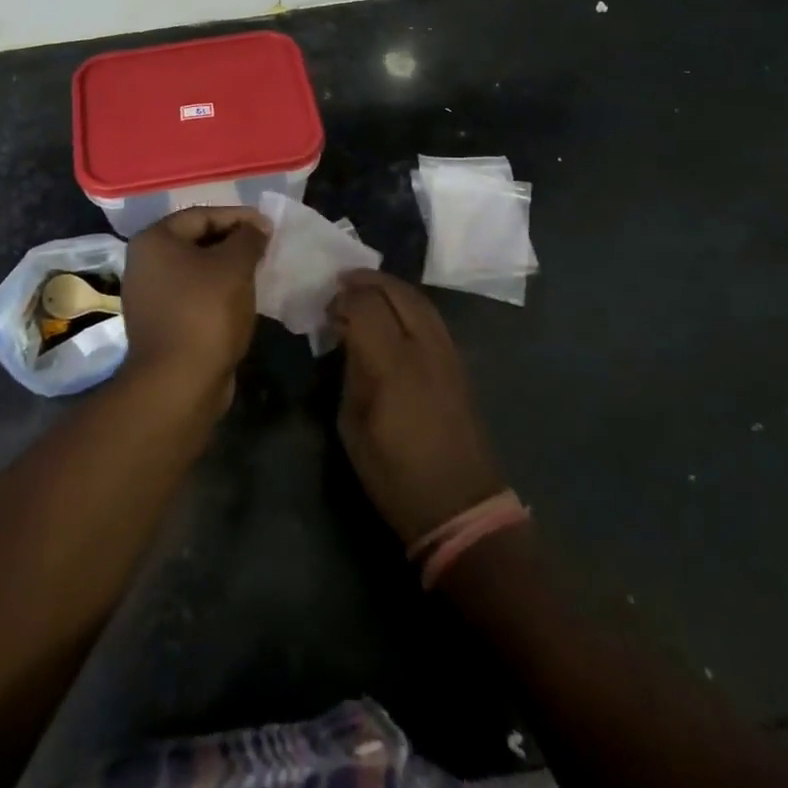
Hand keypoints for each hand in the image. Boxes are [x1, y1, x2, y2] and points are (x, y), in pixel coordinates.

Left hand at [121, 206, 270, 395]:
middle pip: (196, 241)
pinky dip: (217, 294)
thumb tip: (257, 227)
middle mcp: (144, 263)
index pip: (202, 215)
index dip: (239, 217)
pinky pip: (193, 296)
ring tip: (258, 273)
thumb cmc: (205, 312)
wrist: (179, 383)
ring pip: (196, 271)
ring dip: (226, 270)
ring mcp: (149, 296)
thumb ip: (248, 238)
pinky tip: (241, 301)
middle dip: (233, 243)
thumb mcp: (234, 266)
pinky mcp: (160, 323)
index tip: (269, 227)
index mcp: (154, 240)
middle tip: (266, 249)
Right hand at [329, 270, 507, 544]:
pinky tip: (392, 313)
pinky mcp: (458, 363)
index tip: (327, 311)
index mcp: (393, 366)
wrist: (460, 507)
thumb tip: (346, 339)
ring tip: (364, 289)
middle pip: (397, 292)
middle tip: (341, 283)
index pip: (366, 306)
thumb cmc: (395, 475)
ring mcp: (447, 353)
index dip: (343, 299)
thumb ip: (350, 373)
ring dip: (389, 287)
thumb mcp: (353, 426)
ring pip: (419, 299)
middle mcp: (424, 349)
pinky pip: (431, 317)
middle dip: (366, 281)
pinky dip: (408, 303)